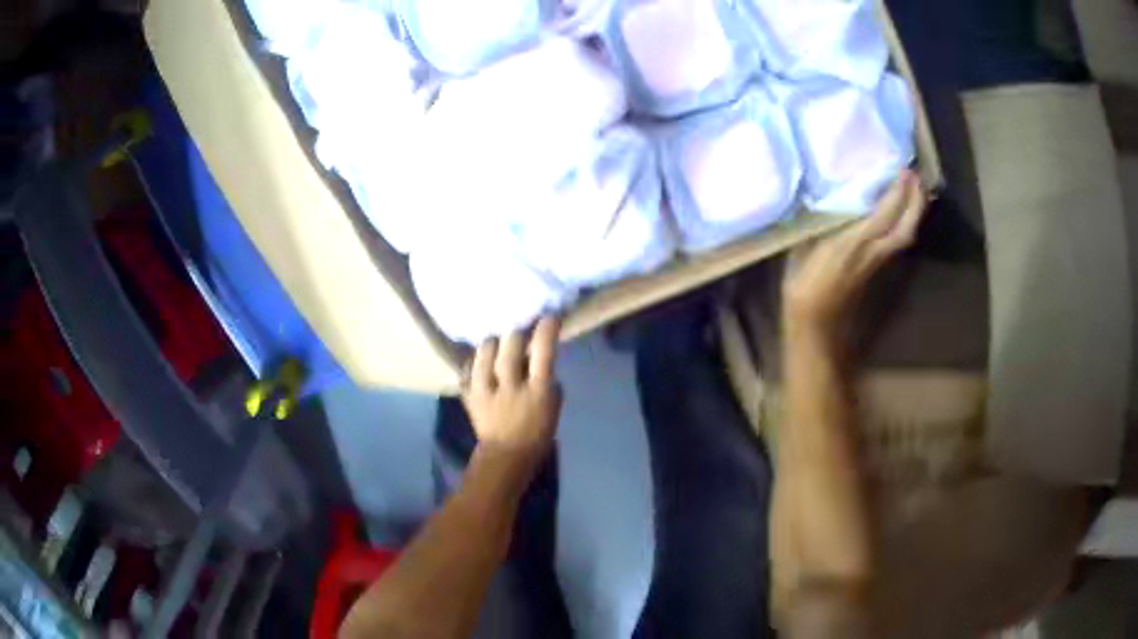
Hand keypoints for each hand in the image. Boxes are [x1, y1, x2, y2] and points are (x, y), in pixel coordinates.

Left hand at [462, 317, 563, 467]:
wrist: (507, 455)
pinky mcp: (469, 396)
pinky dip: (473, 361)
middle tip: (518, 329)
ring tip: (495, 341)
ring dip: (491, 343)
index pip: (544, 352)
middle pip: (511, 346)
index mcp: (538, 391)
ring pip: (485, 353)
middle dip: (515, 332)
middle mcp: (511, 386)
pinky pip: (467, 369)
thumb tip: (539, 356)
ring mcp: (486, 391)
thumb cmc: (537, 431)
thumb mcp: (553, 405)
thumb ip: (548, 379)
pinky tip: (478, 360)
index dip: (546, 329)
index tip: (548, 317)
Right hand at [783, 170, 926, 336]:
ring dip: (914, 212)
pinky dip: (905, 223)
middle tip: (918, 175)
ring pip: (906, 235)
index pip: (885, 213)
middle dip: (916, 201)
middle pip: (906, 226)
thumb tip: (817, 197)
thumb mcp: (802, 251)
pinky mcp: (877, 268)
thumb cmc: (804, 290)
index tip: (904, 168)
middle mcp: (873, 251)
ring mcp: (878, 262)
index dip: (898, 191)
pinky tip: (900, 214)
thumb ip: (816, 223)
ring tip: (914, 190)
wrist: (817, 329)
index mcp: (854, 244)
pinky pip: (898, 241)